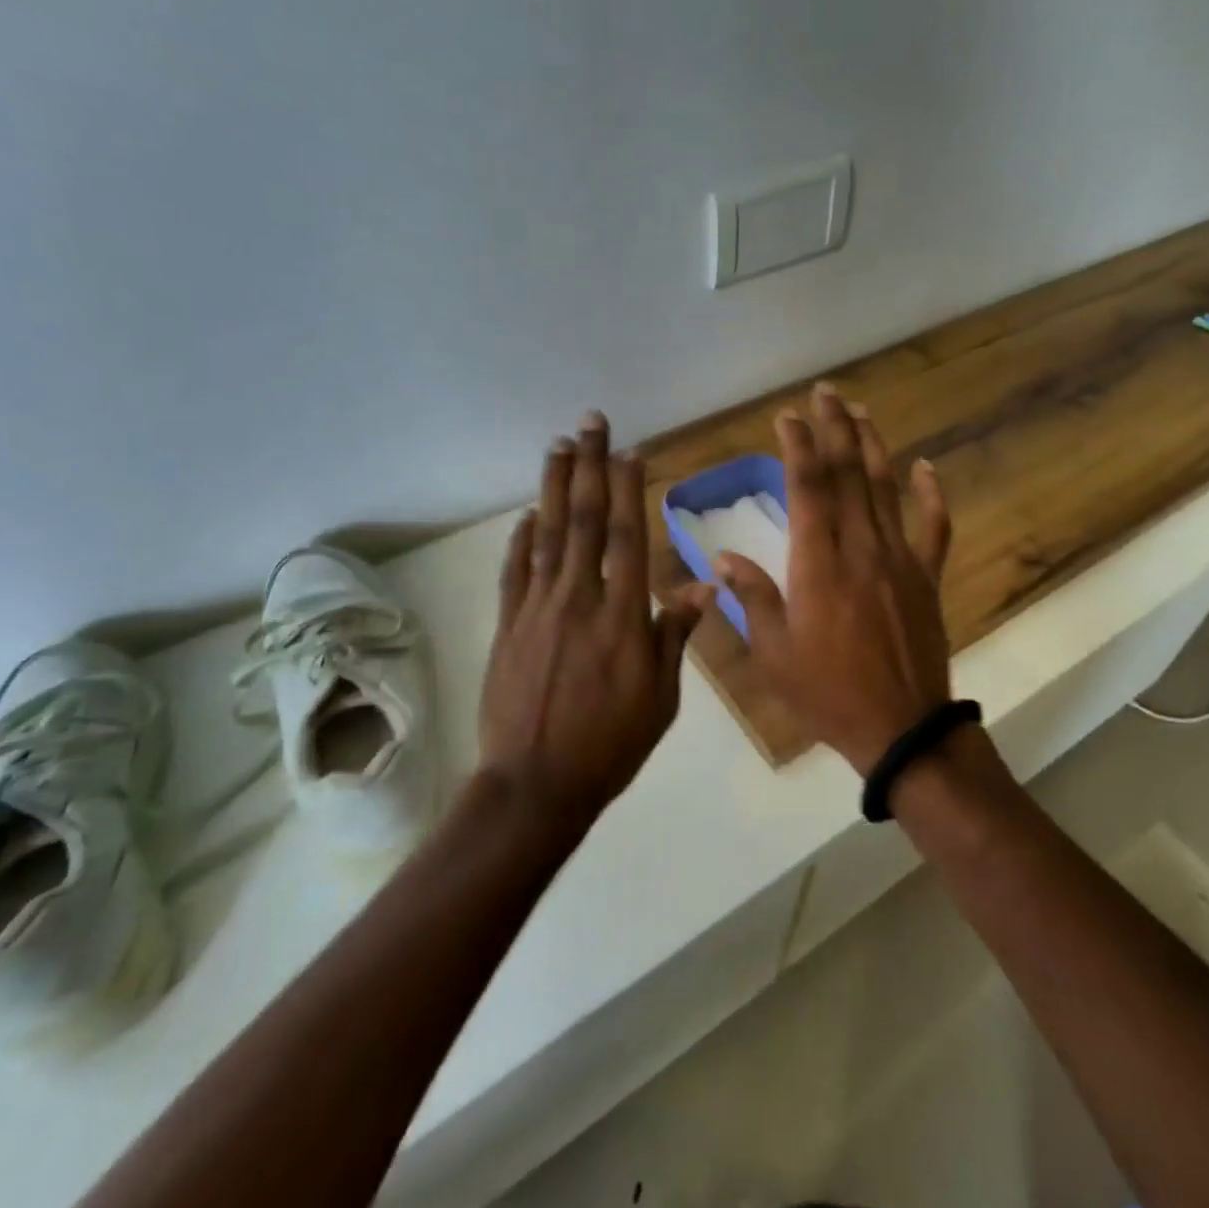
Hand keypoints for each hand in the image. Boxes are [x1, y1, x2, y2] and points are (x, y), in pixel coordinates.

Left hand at [479, 412, 715, 823]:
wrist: (535, 784)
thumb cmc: (610, 745)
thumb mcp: (660, 698)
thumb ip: (673, 635)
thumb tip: (701, 585)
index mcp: (621, 617)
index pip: (627, 537)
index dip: (629, 489)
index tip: (631, 451)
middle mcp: (578, 600)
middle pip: (585, 520)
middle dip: (590, 466)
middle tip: (591, 422)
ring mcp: (537, 609)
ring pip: (547, 534)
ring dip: (553, 487)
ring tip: (558, 446)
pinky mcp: (508, 625)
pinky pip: (515, 571)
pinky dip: (521, 538)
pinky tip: (528, 514)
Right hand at [716, 384, 953, 775]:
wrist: (901, 729)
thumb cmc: (827, 693)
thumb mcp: (773, 652)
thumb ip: (751, 598)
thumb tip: (721, 559)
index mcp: (818, 564)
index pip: (807, 488)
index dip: (798, 446)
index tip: (788, 416)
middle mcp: (860, 549)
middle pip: (848, 474)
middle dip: (835, 428)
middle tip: (825, 392)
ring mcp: (900, 560)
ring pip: (886, 489)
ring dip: (873, 446)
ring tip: (861, 411)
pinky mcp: (926, 578)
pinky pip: (934, 528)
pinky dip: (932, 494)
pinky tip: (926, 466)